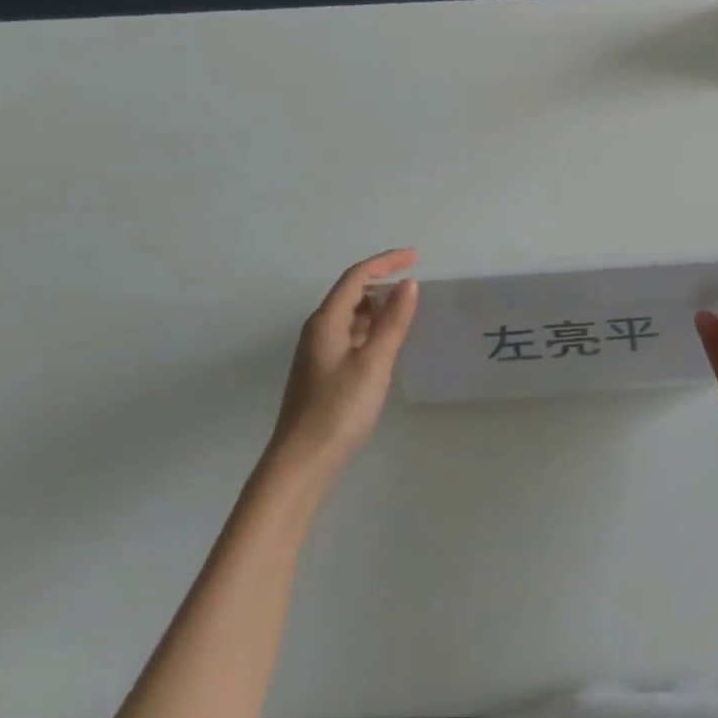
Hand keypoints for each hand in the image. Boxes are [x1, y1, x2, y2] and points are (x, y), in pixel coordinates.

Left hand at [267, 249, 418, 477]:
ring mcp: (318, 352)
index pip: (355, 277)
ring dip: (377, 306)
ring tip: (406, 311)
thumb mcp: (374, 362)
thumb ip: (393, 321)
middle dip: (381, 281)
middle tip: (414, 283)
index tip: (415, 256)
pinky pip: (349, 335)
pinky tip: (386, 343)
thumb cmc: (340, 408)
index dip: (385, 262)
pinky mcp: (323, 372)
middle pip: (350, 293)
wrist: (303, 461)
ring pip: (350, 316)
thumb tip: (408, 284)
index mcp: (326, 322)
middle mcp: (318, 330)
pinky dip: (370, 328)